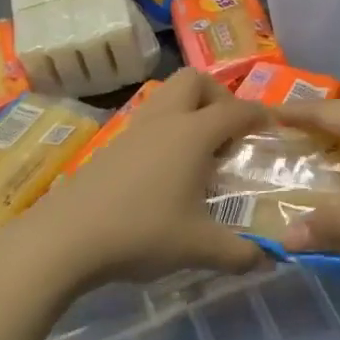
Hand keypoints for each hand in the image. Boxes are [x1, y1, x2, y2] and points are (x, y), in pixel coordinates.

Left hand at [0, 69, 272, 290]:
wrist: (65, 239)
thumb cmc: (142, 233)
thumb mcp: (199, 248)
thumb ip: (240, 253)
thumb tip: (269, 259)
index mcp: (193, 134)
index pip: (237, 110)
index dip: (260, 115)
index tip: (274, 126)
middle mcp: (165, 120)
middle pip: (195, 81)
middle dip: (220, 96)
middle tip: (229, 132)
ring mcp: (133, 130)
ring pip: (167, 96)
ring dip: (190, 110)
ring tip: (200, 151)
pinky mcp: (111, 146)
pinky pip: (149, 120)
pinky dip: (167, 130)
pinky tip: (167, 171)